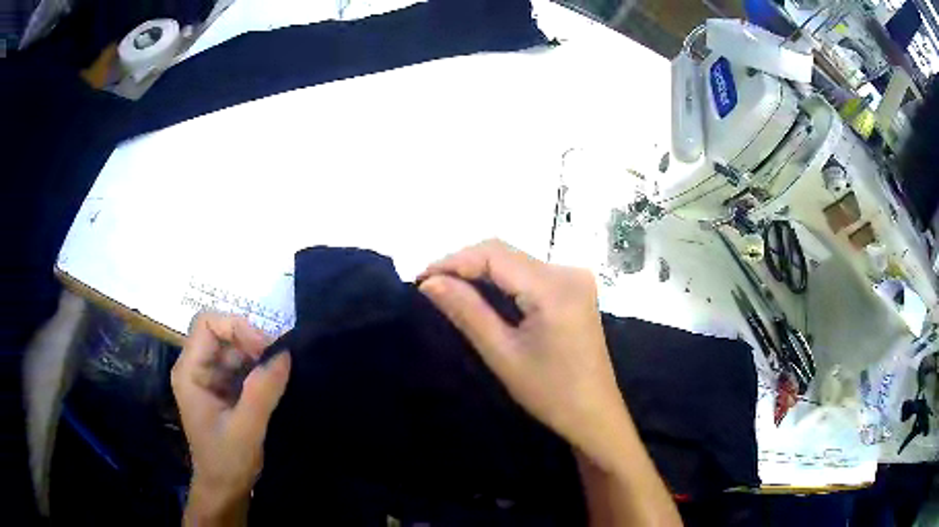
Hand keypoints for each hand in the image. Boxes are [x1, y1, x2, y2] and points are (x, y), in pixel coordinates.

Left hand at [171, 312, 290, 523]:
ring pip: (233, 347)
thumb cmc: (228, 461)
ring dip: (257, 355)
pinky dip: (258, 367)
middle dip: (250, 341)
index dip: (236, 327)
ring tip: (279, 373)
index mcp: (190, 372)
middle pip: (220, 332)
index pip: (206, 325)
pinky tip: (273, 381)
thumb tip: (285, 354)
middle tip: (278, 362)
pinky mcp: (222, 387)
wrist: (225, 489)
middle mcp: (195, 368)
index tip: (265, 349)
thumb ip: (262, 391)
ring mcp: (208, 377)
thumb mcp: (246, 429)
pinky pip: (240, 364)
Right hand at [417, 240, 627, 466]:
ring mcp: (575, 278)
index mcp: (554, 287)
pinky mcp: (575, 289)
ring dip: (481, 271)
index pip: (494, 254)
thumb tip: (430, 282)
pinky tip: (482, 294)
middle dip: (465, 264)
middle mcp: (568, 271)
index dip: (453, 261)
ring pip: (516, 261)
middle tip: (430, 286)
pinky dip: (502, 280)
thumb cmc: (550, 393)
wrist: (595, 415)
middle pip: (506, 253)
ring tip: (448, 289)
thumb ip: (467, 311)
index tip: (421, 279)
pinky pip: (530, 273)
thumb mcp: (502, 354)